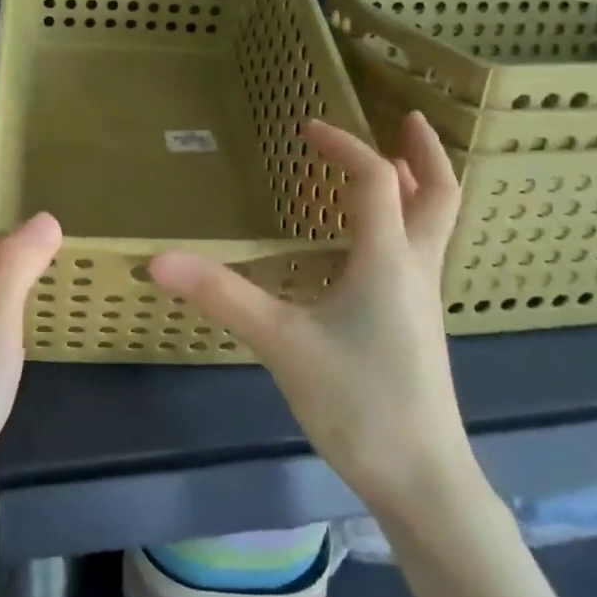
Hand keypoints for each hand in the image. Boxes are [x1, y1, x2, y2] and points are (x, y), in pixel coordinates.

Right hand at [150, 112, 475, 516]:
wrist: (422, 479)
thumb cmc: (358, 402)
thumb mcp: (281, 344)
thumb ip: (222, 297)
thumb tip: (158, 259)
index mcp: (388, 260)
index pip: (373, 180)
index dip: (343, 146)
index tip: (307, 128)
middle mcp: (415, 269)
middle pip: (438, 195)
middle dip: (424, 152)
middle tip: (407, 117)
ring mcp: (423, 299)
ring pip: (435, 225)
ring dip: (419, 186)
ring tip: (395, 166)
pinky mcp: (418, 325)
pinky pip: (421, 253)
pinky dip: (408, 223)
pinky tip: (376, 243)